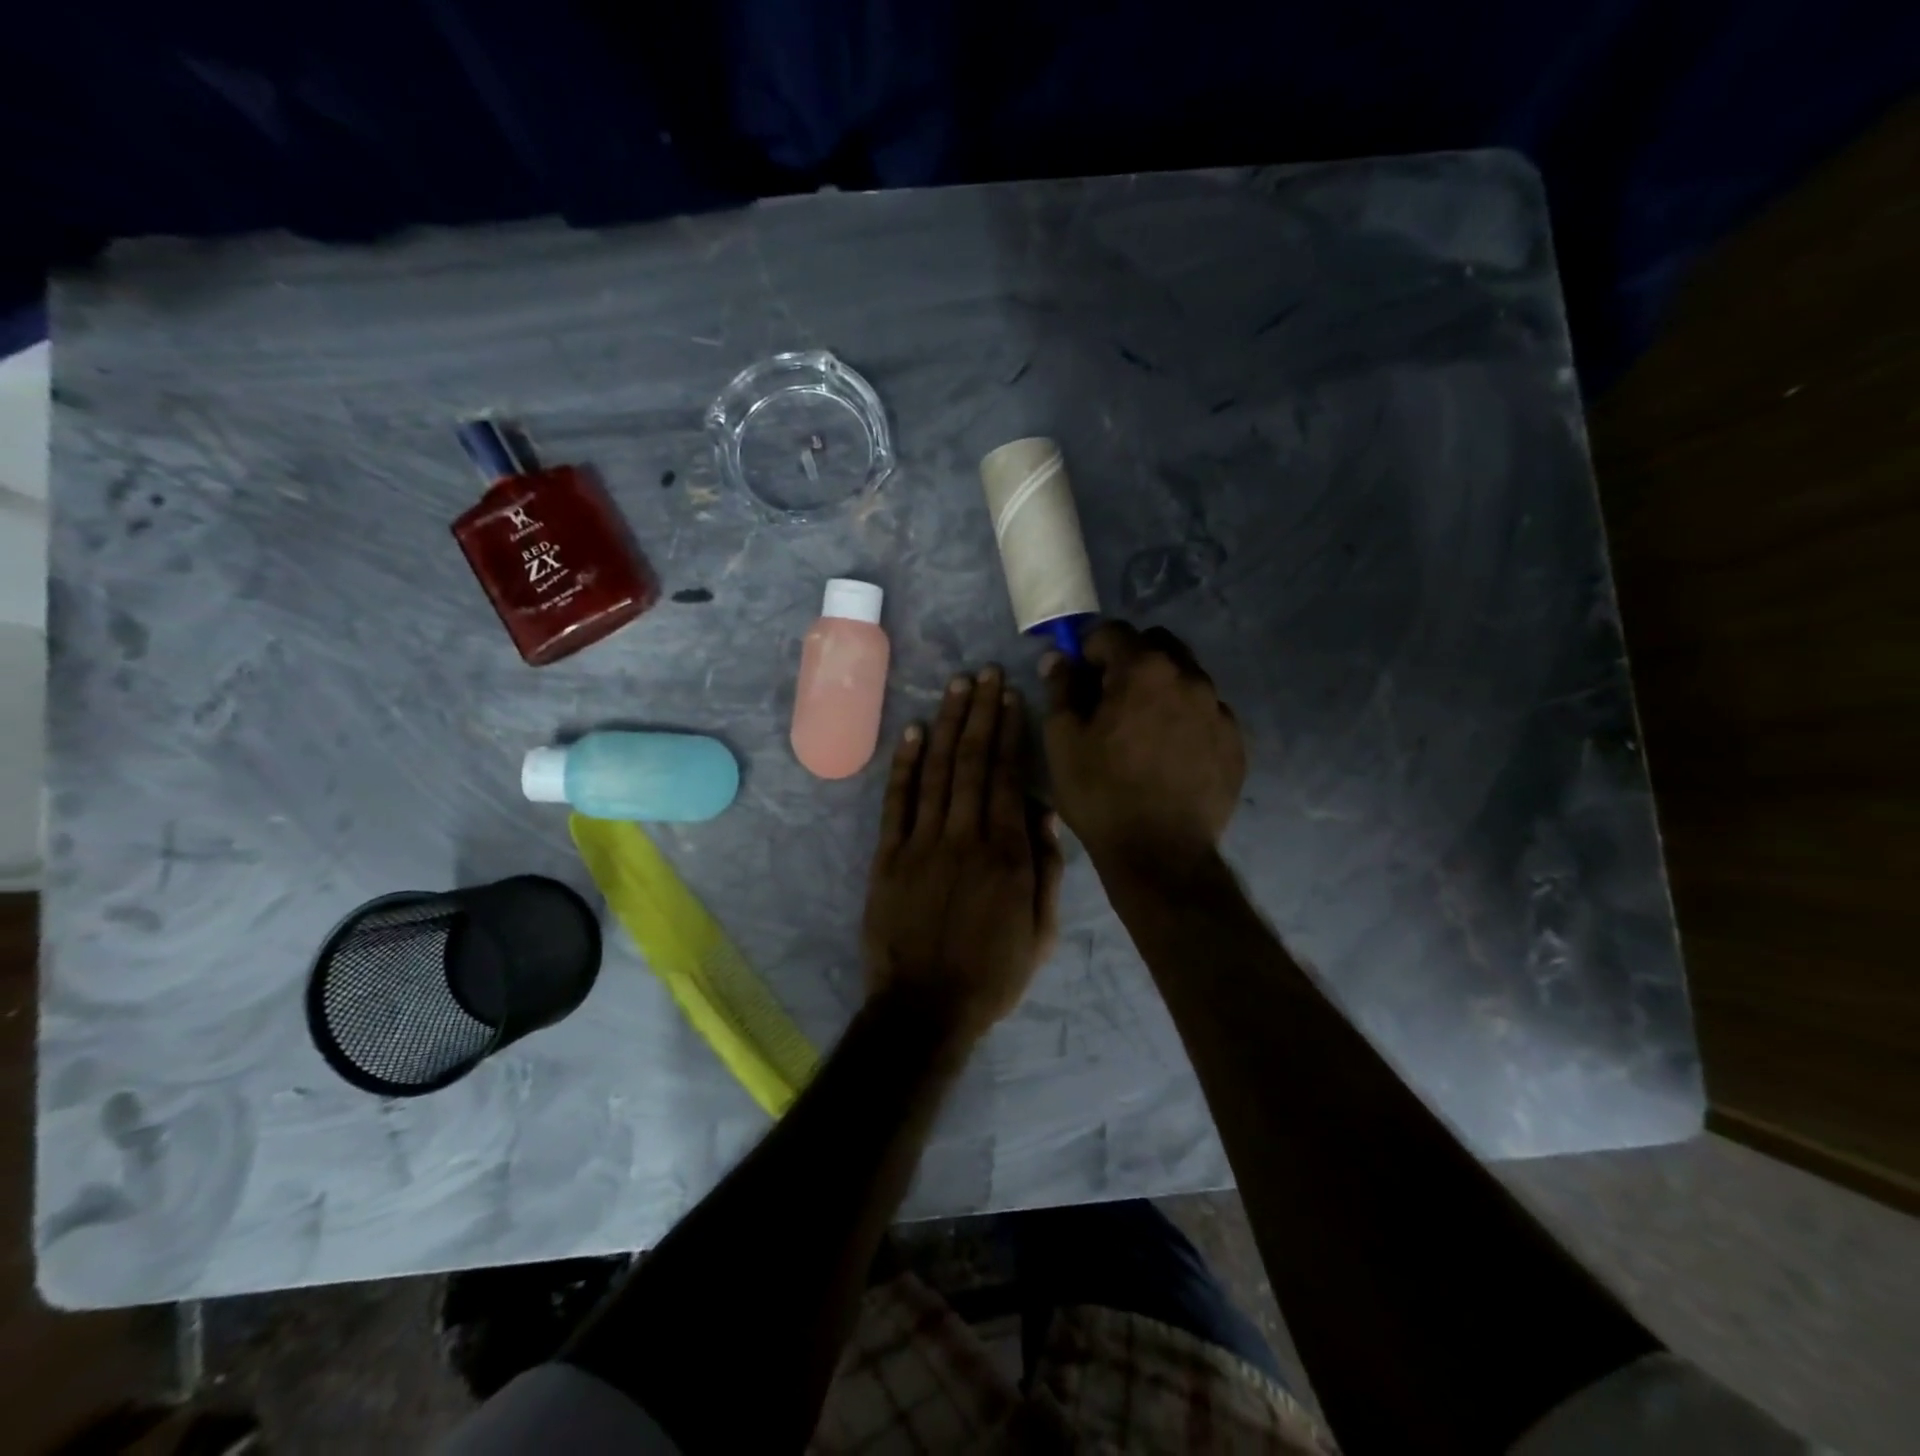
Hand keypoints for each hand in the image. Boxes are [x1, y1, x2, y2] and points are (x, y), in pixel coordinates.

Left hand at [862, 666, 1064, 1042]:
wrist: (924, 1008)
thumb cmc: (992, 974)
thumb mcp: (1042, 933)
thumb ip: (1048, 869)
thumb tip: (1044, 808)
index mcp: (1007, 854)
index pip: (1008, 777)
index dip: (1009, 732)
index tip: (1010, 697)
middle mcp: (965, 836)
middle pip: (973, 762)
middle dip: (980, 713)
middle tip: (984, 674)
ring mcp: (922, 843)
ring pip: (938, 771)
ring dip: (948, 725)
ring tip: (956, 687)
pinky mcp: (888, 856)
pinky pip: (898, 801)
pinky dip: (906, 763)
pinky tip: (915, 732)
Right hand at [1041, 622, 1245, 871]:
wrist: (1161, 855)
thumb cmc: (1101, 794)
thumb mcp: (1063, 741)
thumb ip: (1060, 689)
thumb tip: (1058, 658)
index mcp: (1144, 670)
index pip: (1113, 631)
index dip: (1089, 649)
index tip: (1080, 677)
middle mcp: (1189, 677)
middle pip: (1157, 645)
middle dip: (1130, 660)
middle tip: (1110, 699)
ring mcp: (1218, 710)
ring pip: (1185, 677)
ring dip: (1160, 688)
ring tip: (1141, 730)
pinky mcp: (1235, 741)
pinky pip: (1206, 712)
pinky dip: (1185, 718)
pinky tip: (1168, 754)